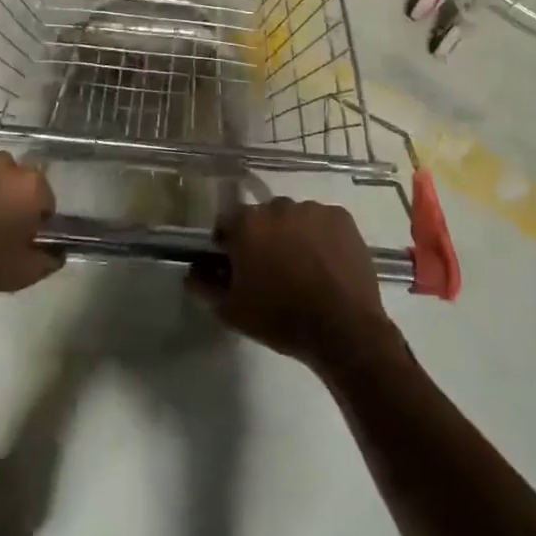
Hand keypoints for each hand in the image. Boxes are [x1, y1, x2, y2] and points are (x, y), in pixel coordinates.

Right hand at [188, 198, 398, 375]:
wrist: (343, 329)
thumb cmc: (280, 319)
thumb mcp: (232, 311)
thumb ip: (204, 286)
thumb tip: (192, 270)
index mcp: (246, 224)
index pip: (227, 223)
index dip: (229, 245)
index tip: (238, 268)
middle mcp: (277, 206)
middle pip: (262, 218)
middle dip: (263, 238)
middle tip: (272, 271)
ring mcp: (312, 209)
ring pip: (294, 218)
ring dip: (293, 235)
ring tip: (304, 269)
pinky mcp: (341, 217)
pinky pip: (322, 222)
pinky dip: (321, 237)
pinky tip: (327, 264)